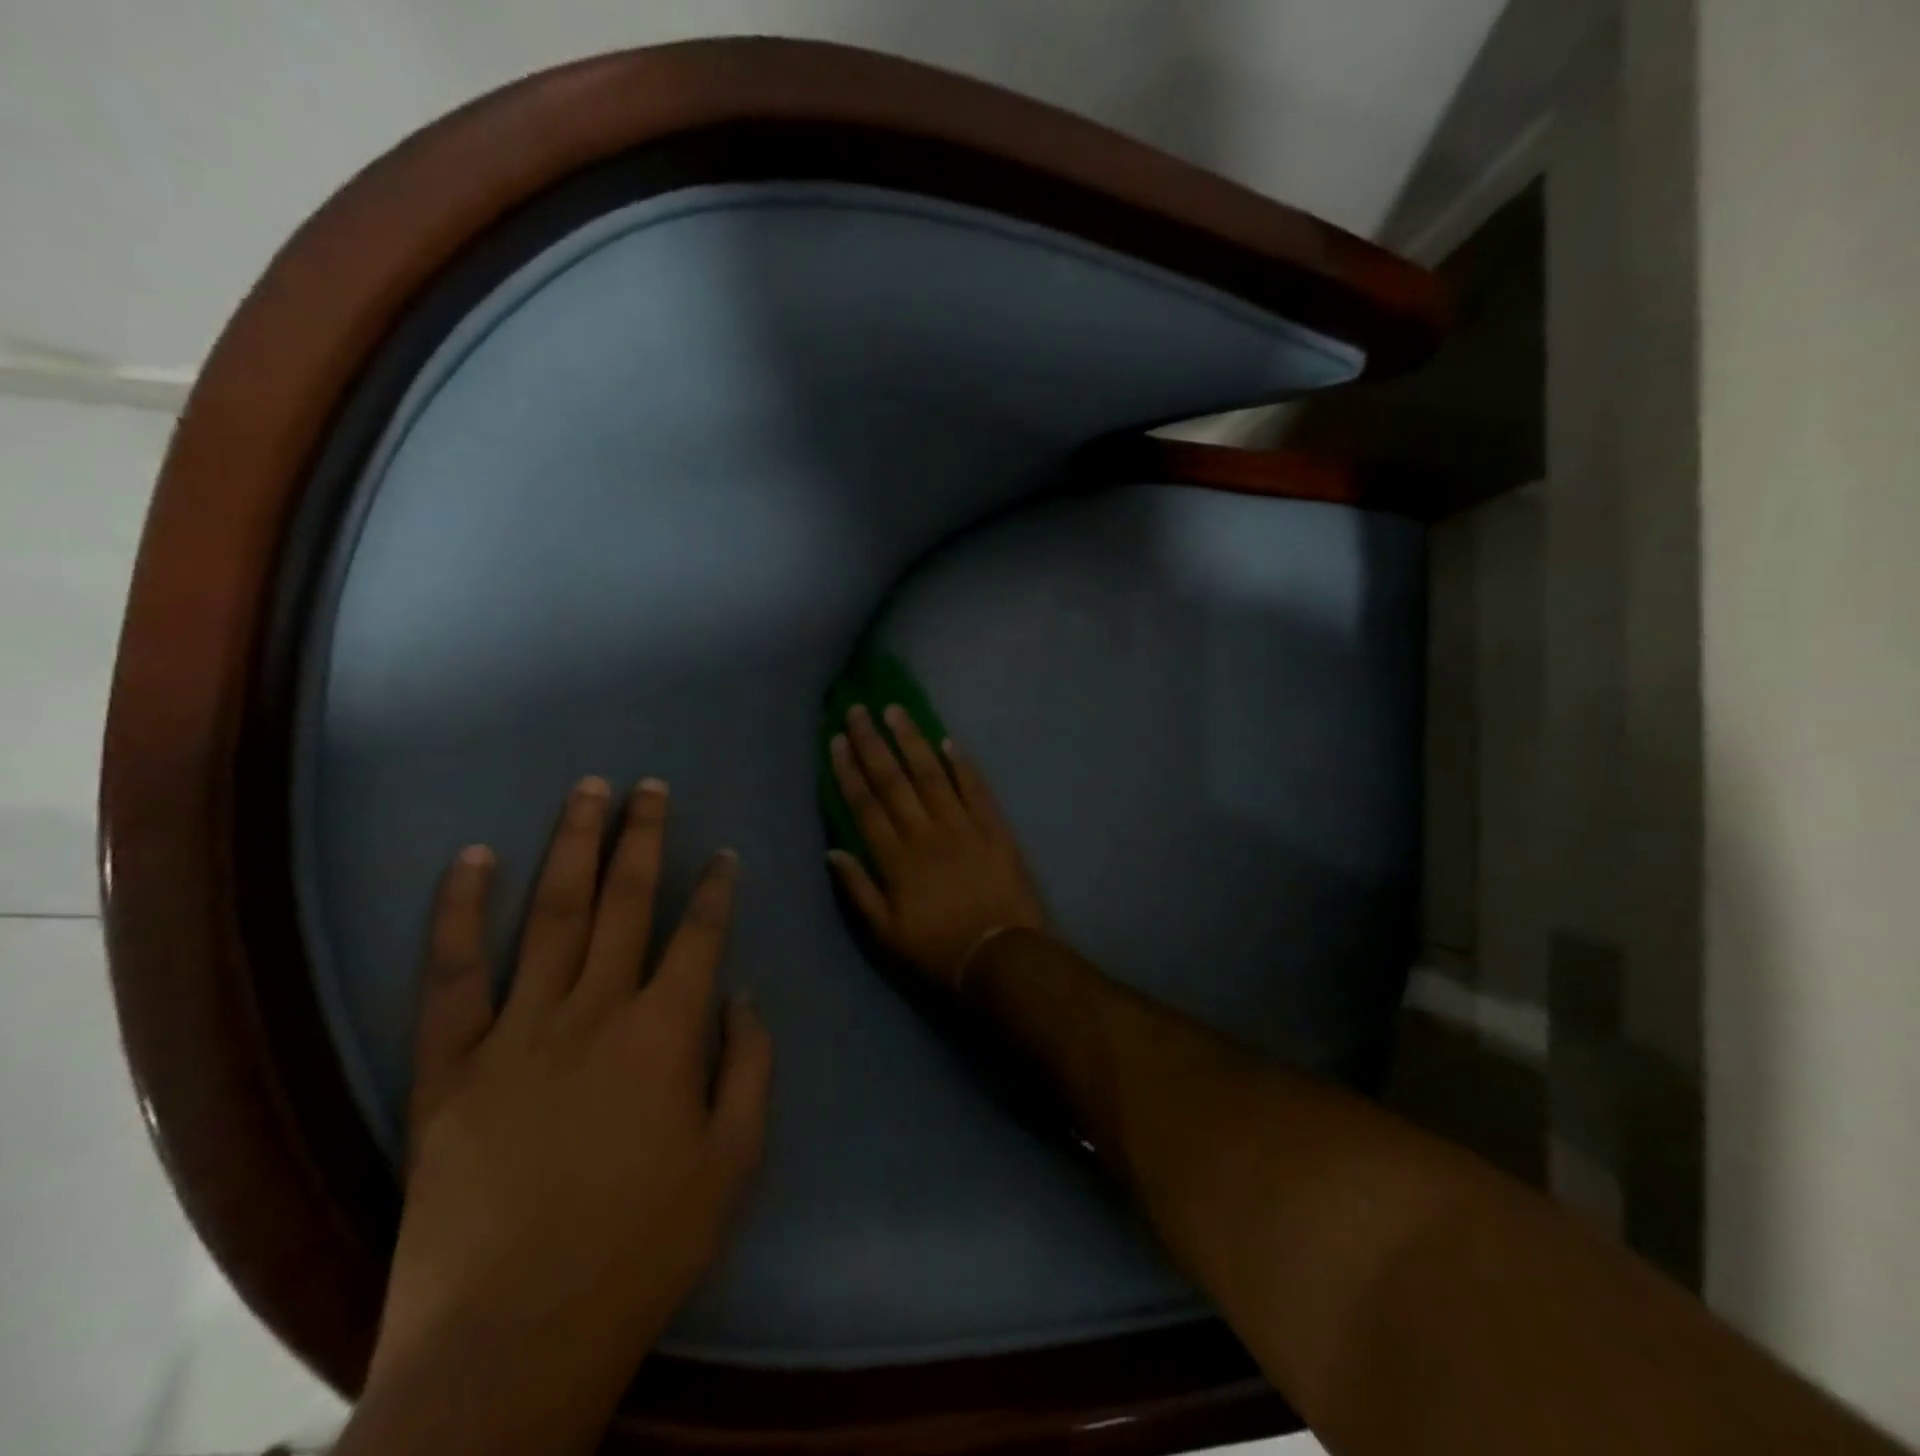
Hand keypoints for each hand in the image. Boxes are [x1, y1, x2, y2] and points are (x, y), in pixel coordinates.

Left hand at [369, 776, 772, 1424]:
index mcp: (665, 1034)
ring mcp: (516, 1033)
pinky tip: (472, 860)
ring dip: (572, 848)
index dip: (717, 889)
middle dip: (644, 837)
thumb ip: (750, 1066)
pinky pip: (452, 976)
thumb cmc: (644, 1247)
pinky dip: (461, 914)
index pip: (700, 935)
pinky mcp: (449, 1068)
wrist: (511, 1342)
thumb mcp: (734, 1161)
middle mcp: (594, 1012)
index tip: (726, 853)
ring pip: (551, 917)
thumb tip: (744, 993)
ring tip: (588, 792)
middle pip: (626, 903)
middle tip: (651, 786)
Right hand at [827, 704, 1046, 990]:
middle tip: (859, 710)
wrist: (1000, 955)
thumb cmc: (938, 949)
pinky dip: (963, 764)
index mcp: (897, 858)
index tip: (837, 739)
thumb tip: (832, 850)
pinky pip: (976, 789)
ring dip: (912, 741)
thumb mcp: (887, 933)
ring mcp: (962, 826)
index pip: (865, 804)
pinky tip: (949, 742)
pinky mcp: (994, 828)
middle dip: (873, 743)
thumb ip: (859, 889)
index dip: (849, 770)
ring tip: (896, 711)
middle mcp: (925, 832)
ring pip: (932, 774)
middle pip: (894, 780)